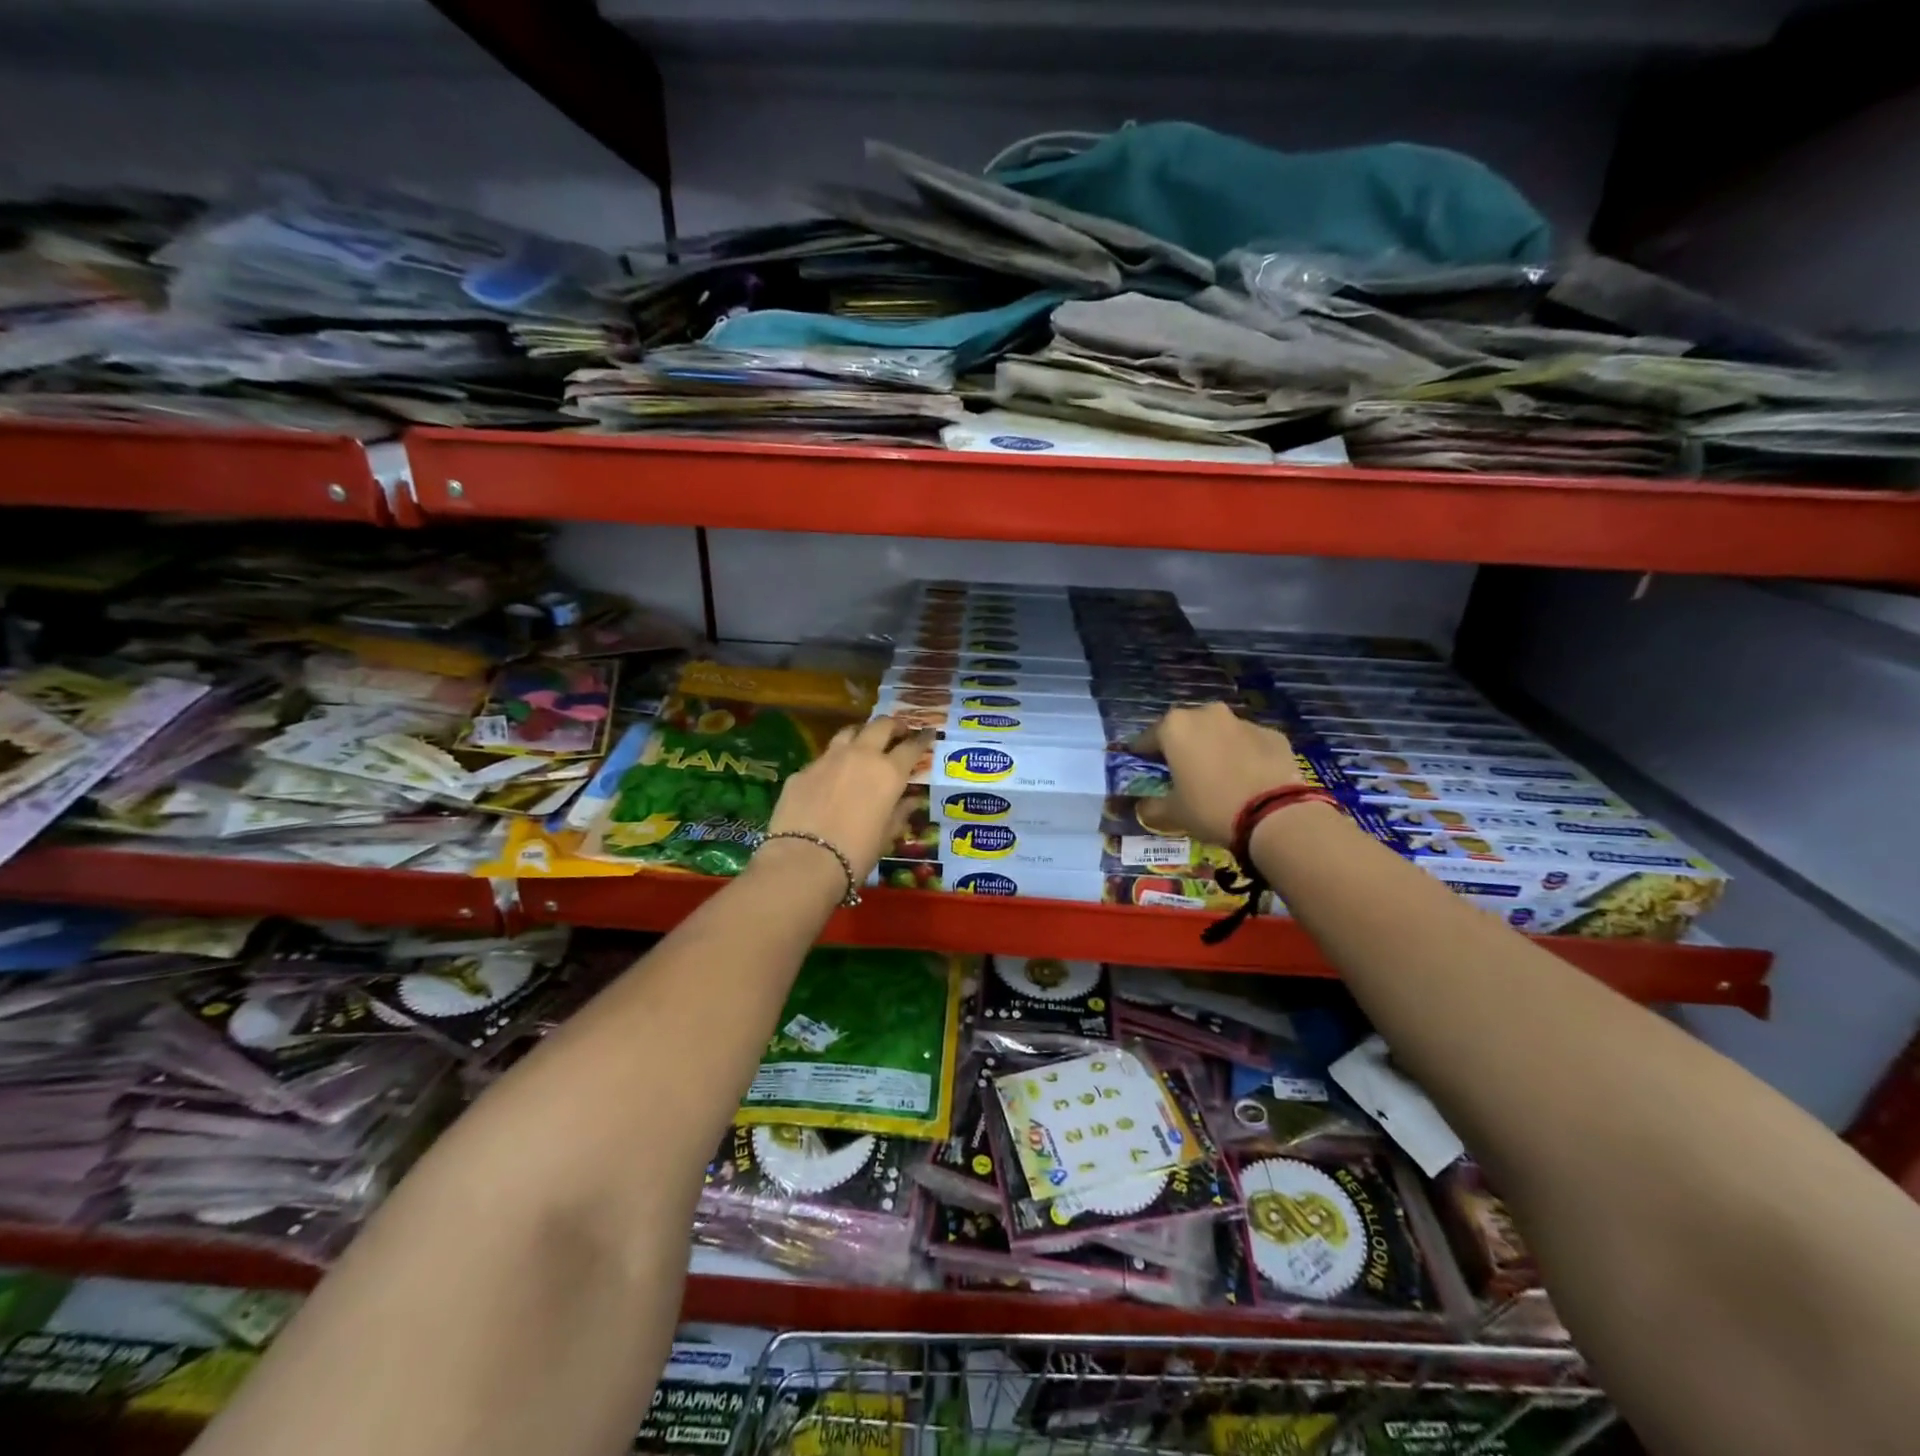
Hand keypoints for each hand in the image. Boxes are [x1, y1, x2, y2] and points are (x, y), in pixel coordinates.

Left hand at [761, 717, 930, 884]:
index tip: (927, 734)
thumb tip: (911, 800)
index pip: (912, 747)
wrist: (804, 860)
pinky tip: (831, 777)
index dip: (922, 739)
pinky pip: (823, 758)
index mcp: (889, 773)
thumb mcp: (886, 836)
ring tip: (864, 743)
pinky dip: (834, 762)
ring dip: (861, 734)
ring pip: (849, 732)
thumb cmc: (856, 853)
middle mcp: (861, 756)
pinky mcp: (803, 770)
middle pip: (881, 726)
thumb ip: (900, 813)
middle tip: (898, 731)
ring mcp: (828, 759)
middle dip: (893, 725)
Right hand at [1141, 702, 1304, 845]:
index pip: (1148, 738)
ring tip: (1218, 775)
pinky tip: (1247, 778)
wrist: (1276, 815)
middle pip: (1186, 728)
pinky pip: (1248, 742)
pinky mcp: (1273, 734)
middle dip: (1182, 746)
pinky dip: (1244, 755)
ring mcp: (1243, 721)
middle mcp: (1207, 714)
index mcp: (1175, 727)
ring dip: (1214, 747)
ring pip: (1219, 732)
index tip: (1143, 766)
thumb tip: (1141, 807)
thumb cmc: (1211, 808)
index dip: (1143, 754)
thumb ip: (1151, 806)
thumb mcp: (1173, 813)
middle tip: (1182, 771)